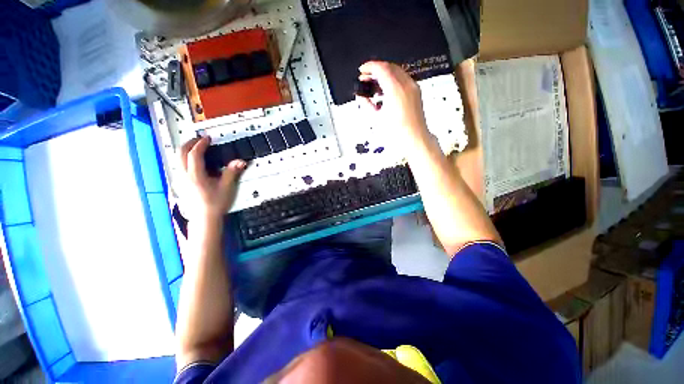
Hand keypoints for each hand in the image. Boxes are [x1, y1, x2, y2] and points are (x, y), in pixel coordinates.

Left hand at [180, 137, 245, 220]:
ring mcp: (180, 179)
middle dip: (189, 143)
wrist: (204, 218)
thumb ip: (232, 172)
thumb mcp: (226, 187)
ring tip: (196, 148)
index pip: (194, 153)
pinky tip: (193, 162)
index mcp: (195, 175)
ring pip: (177, 159)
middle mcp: (184, 175)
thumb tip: (240, 161)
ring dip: (186, 150)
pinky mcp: (181, 183)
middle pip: (180, 153)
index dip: (201, 144)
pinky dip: (185, 158)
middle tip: (200, 139)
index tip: (208, 138)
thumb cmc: (215, 203)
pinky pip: (179, 165)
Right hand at [358, 61, 428, 140]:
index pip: (381, 68)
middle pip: (389, 67)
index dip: (369, 67)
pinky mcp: (415, 92)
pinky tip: (385, 90)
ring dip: (384, 74)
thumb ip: (367, 104)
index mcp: (395, 90)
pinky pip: (402, 79)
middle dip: (375, 70)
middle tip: (365, 77)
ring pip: (396, 71)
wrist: (414, 139)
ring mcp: (413, 88)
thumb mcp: (377, 119)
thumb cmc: (397, 132)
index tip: (362, 70)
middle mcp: (406, 85)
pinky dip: (392, 80)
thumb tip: (361, 97)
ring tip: (373, 85)